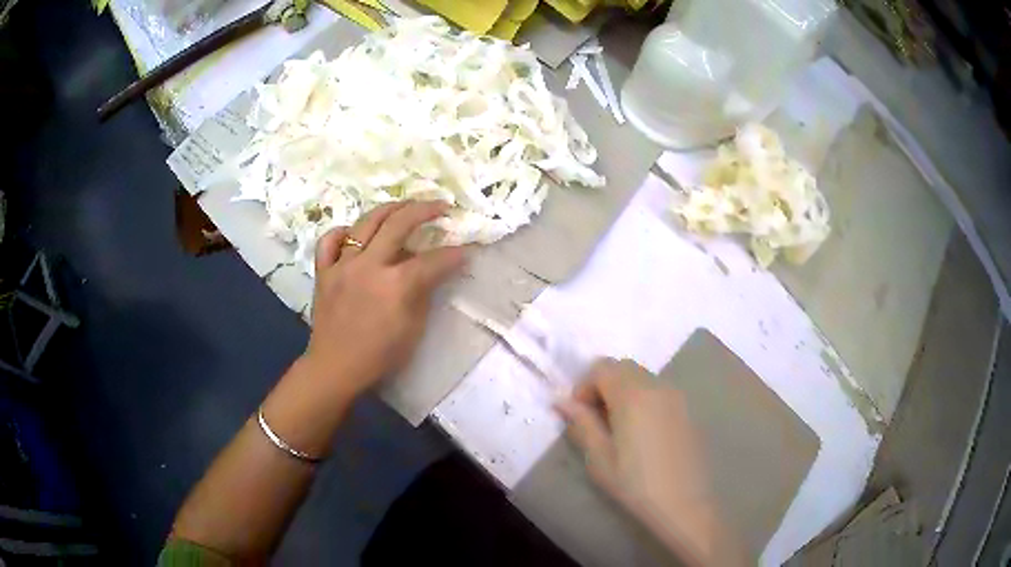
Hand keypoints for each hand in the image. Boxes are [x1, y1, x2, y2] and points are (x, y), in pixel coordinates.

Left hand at [303, 200, 466, 396]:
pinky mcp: (324, 271)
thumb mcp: (413, 329)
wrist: (336, 368)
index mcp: (395, 284)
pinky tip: (355, 233)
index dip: (455, 254)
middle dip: (425, 210)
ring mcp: (342, 265)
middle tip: (441, 206)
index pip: (433, 260)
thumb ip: (424, 293)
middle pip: (399, 223)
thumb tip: (436, 270)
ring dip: (390, 209)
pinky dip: (344, 232)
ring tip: (405, 206)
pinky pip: (329, 241)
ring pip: (365, 222)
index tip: (467, 250)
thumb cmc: (379, 356)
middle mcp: (368, 265)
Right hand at [556, 358, 745, 565]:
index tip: (578, 414)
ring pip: (641, 377)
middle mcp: (656, 386)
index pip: (601, 367)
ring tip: (617, 427)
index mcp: (632, 394)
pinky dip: (642, 398)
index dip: (583, 386)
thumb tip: (561, 401)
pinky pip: (658, 390)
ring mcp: (676, 396)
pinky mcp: (687, 409)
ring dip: (622, 390)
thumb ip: (581, 423)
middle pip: (622, 367)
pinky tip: (640, 432)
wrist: (683, 503)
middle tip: (595, 419)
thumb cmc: (635, 483)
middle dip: (602, 385)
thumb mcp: (599, 457)